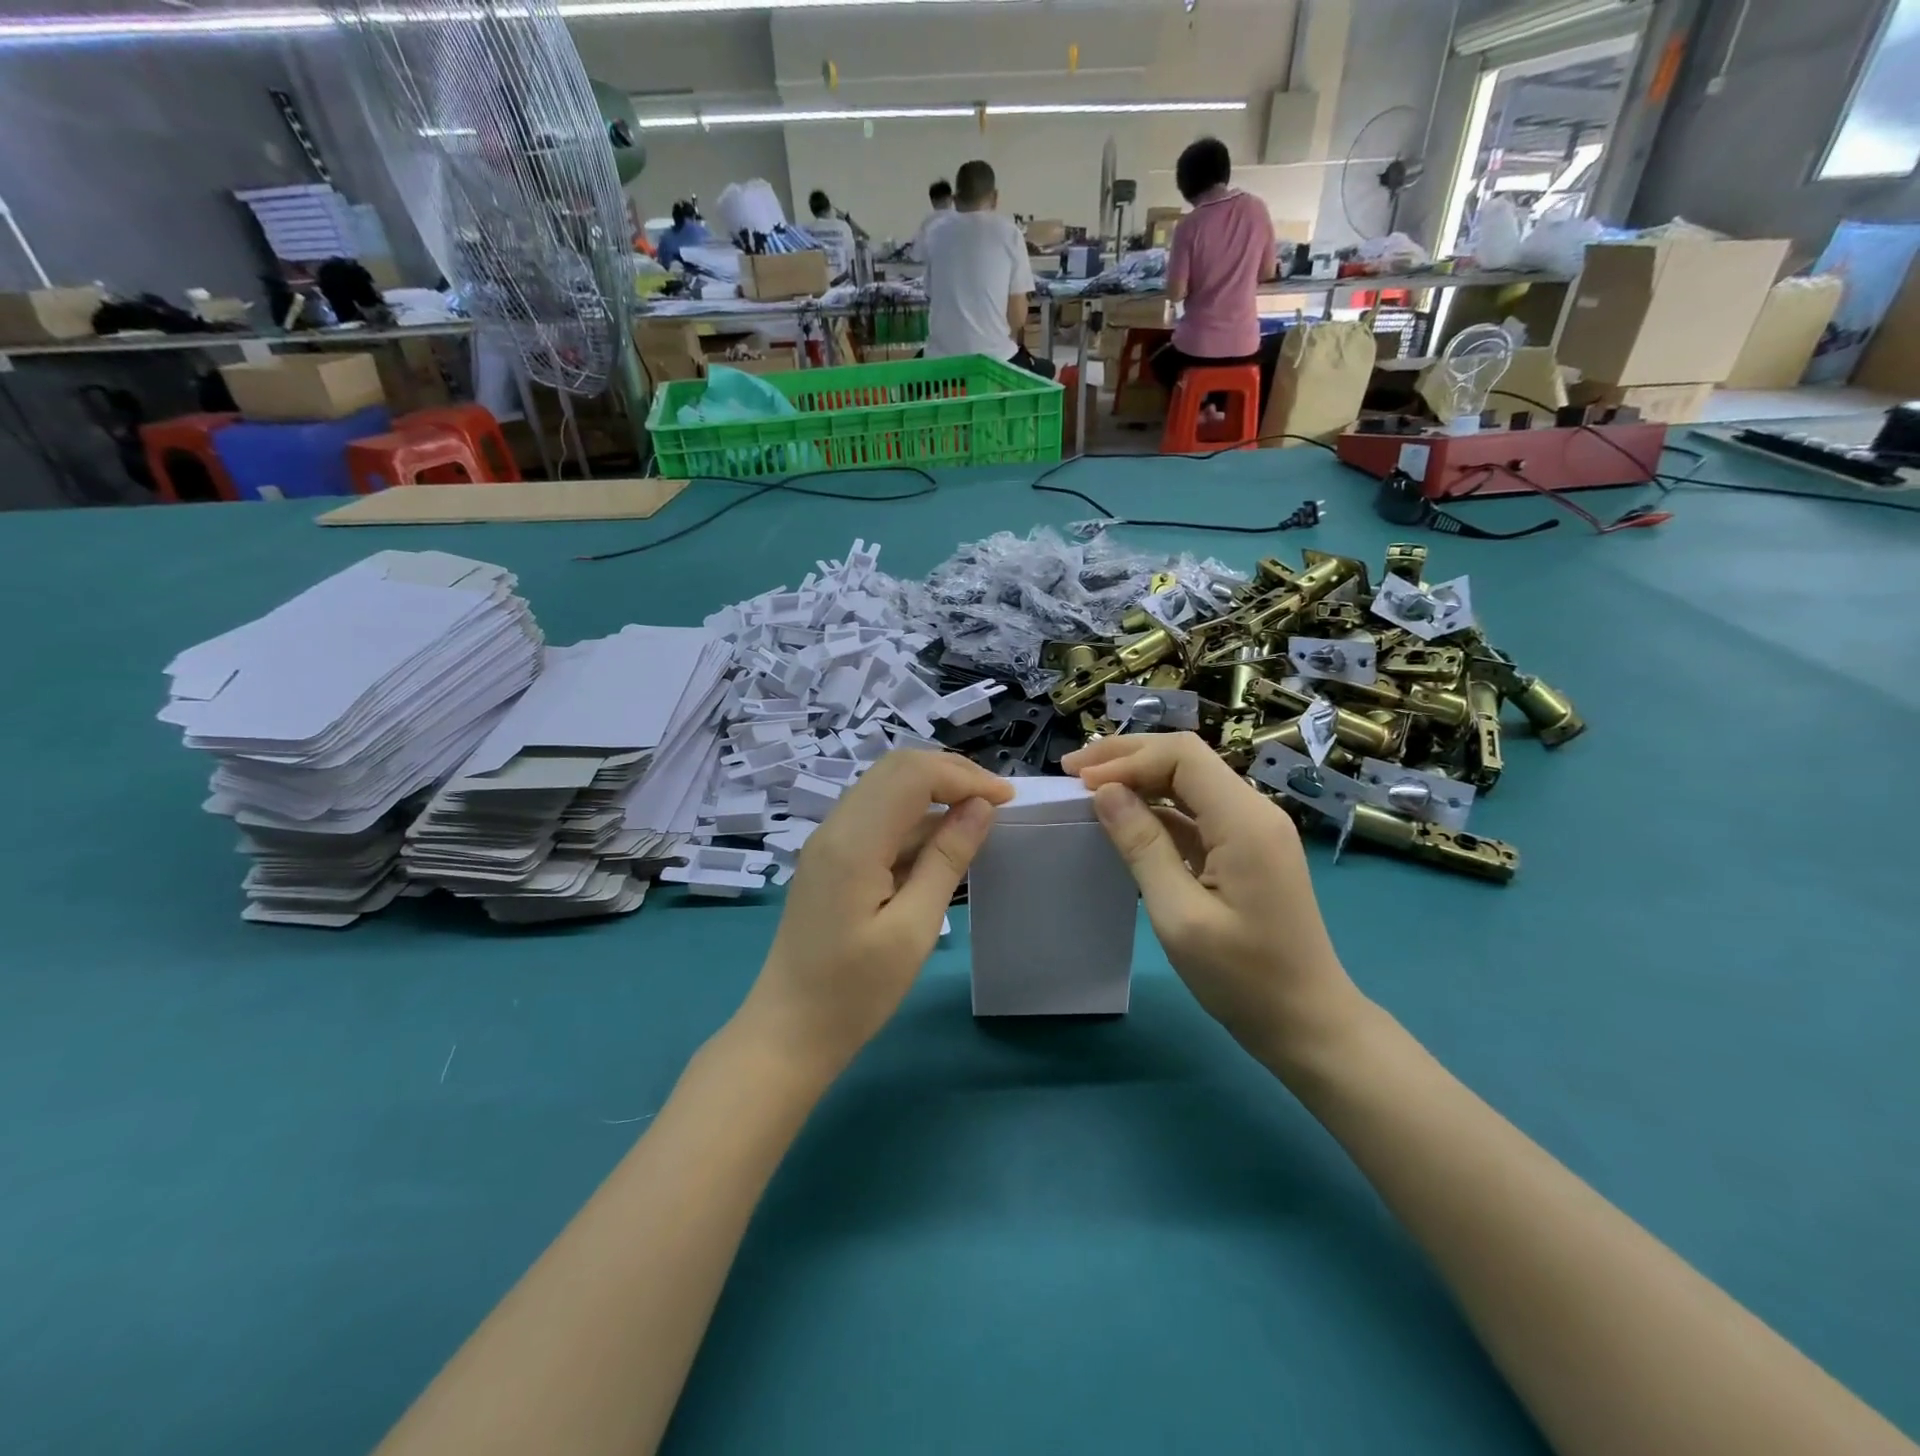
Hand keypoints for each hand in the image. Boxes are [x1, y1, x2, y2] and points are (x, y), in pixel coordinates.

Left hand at [741, 750, 1013, 1078]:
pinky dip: (914, 816)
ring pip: (886, 788)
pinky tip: (942, 842)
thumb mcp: (913, 929)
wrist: (788, 1031)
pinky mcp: (831, 858)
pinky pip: (877, 816)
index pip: (912, 775)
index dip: (964, 776)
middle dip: (951, 774)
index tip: (1008, 799)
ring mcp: (829, 840)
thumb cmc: (854, 992)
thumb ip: (946, 860)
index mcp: (854, 842)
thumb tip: (980, 808)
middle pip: (896, 769)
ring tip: (978, 816)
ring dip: (933, 791)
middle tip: (996, 801)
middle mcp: (836, 827)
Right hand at [1062, 733, 1363, 1064]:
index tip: (1080, 783)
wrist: (1308, 1023)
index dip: (1127, 760)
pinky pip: (1196, 812)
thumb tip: (1105, 793)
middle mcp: (1253, 811)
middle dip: (1127, 758)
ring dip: (1139, 778)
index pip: (1182, 756)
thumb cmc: (1244, 978)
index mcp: (1244, 820)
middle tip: (1072, 770)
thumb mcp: (1181, 916)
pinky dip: (1156, 808)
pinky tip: (1124, 820)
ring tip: (1088, 788)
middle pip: (1185, 759)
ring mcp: (1252, 830)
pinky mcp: (1245, 849)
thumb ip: (1143, 847)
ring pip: (1189, 782)